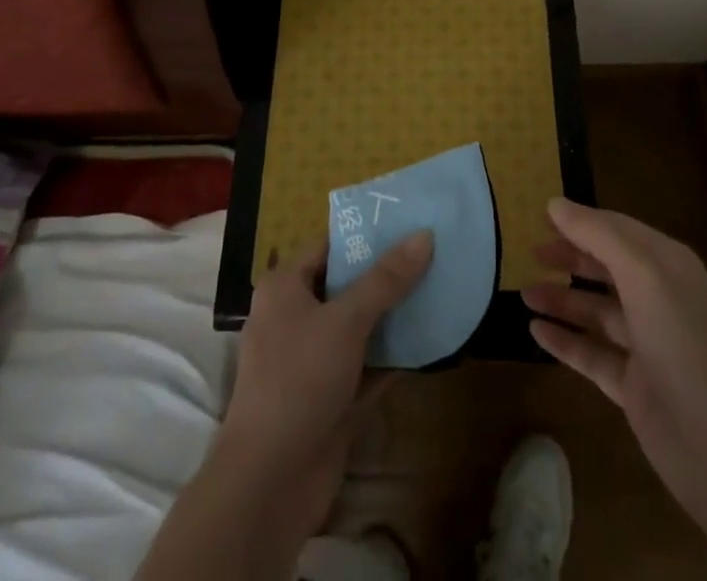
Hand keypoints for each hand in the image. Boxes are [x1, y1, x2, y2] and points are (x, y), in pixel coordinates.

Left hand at [138, 232, 433, 580]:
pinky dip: (392, 357)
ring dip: (393, 316)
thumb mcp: (346, 320)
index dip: (365, 234)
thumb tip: (424, 234)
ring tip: (438, 289)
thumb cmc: (299, 380)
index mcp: (285, 287)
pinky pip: (366, 367)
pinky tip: (428, 343)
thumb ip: (386, 279)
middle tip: (431, 253)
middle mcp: (294, 318)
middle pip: (346, 286)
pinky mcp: (329, 399)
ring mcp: (312, 361)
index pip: (328, 246)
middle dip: (386, 274)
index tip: (407, 222)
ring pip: (359, 328)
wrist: (269, 483)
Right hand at [524, 199, 706, 529]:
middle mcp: (659, 299)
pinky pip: (592, 353)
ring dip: (561, 299)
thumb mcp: (642, 274)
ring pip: (596, 311)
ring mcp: (646, 345)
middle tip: (530, 253)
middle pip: (606, 268)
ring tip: (523, 293)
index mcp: (668, 266)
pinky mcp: (633, 385)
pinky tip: (535, 332)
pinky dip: (565, 341)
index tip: (541, 214)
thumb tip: (556, 203)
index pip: (618, 230)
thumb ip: (598, 235)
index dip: (581, 221)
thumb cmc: (681, 342)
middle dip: (569, 258)